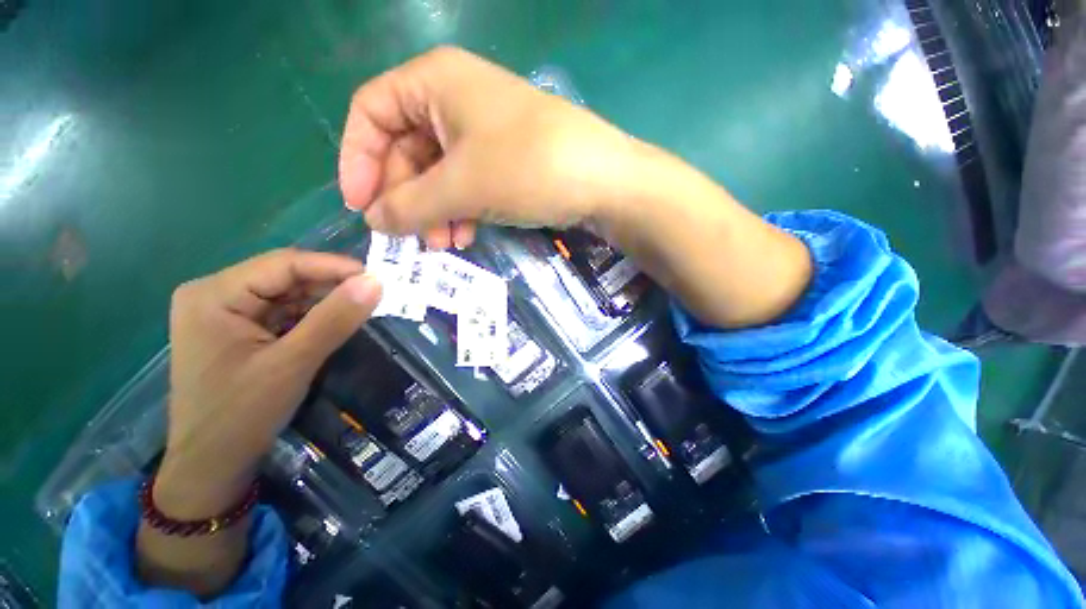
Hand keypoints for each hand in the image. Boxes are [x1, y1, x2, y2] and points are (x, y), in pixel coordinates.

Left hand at [155, 249, 380, 516]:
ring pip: (290, 295)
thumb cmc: (241, 416)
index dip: (334, 266)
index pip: (284, 264)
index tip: (377, 277)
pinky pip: (286, 313)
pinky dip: (315, 317)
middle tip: (376, 295)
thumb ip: (334, 319)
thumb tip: (376, 282)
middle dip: (332, 286)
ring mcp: (227, 313)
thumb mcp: (292, 364)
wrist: (212, 465)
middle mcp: (216, 294)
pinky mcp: (240, 331)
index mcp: (214, 294)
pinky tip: (337, 324)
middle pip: (286, 277)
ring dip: (327, 302)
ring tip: (364, 308)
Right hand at [338, 46, 659, 248]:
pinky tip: (465, 235)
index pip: (371, 113)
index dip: (358, 159)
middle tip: (411, 238)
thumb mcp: (461, 186)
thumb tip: (373, 221)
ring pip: (438, 172)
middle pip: (406, 149)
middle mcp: (454, 99)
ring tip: (443, 244)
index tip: (360, 205)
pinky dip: (459, 209)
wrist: (601, 181)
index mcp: (434, 82)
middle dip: (407, 198)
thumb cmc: (527, 168)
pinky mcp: (503, 159)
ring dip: (434, 211)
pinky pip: (465, 182)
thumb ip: (411, 204)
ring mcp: (482, 131)